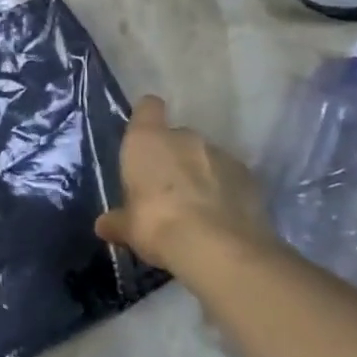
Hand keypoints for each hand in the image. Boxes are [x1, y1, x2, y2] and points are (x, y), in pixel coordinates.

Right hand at [95, 96, 275, 274]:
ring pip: (206, 158)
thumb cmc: (156, 224)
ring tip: (196, 208)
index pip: (148, 108)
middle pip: (177, 137)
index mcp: (148, 140)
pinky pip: (231, 179)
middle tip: (166, 190)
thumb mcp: (127, 228)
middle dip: (173, 158)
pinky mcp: (251, 178)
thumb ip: (117, 221)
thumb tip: (105, 226)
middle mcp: (186, 138)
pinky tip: (220, 218)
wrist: (218, 249)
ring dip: (201, 175)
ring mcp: (222, 155)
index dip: (146, 118)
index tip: (143, 136)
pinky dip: (226, 192)